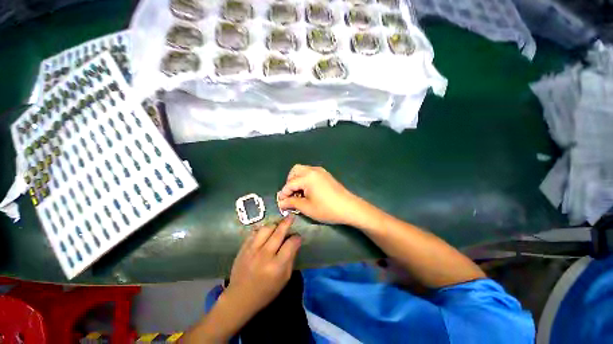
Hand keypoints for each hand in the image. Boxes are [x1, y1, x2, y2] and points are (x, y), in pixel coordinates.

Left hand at [226, 215, 301, 317]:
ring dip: (274, 225)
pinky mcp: (243, 248)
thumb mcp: (284, 279)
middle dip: (287, 222)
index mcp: (276, 266)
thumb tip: (296, 242)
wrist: (240, 297)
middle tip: (291, 216)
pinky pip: (254, 232)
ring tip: (278, 225)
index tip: (298, 236)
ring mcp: (252, 250)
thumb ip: (291, 259)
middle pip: (278, 232)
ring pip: (266, 228)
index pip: (290, 244)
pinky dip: (262, 229)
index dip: (296, 238)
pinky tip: (266, 231)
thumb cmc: (266, 291)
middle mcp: (264, 255)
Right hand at [277, 165, 362, 224]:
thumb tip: (281, 202)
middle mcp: (313, 170)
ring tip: (299, 193)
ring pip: (303, 170)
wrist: (349, 207)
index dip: (283, 193)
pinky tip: (308, 191)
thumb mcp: (307, 207)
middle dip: (289, 182)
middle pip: (295, 171)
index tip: (280, 203)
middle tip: (290, 195)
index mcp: (307, 177)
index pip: (289, 184)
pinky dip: (305, 179)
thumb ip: (292, 203)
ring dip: (297, 180)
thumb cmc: (327, 209)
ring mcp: (320, 171)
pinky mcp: (325, 174)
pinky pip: (310, 172)